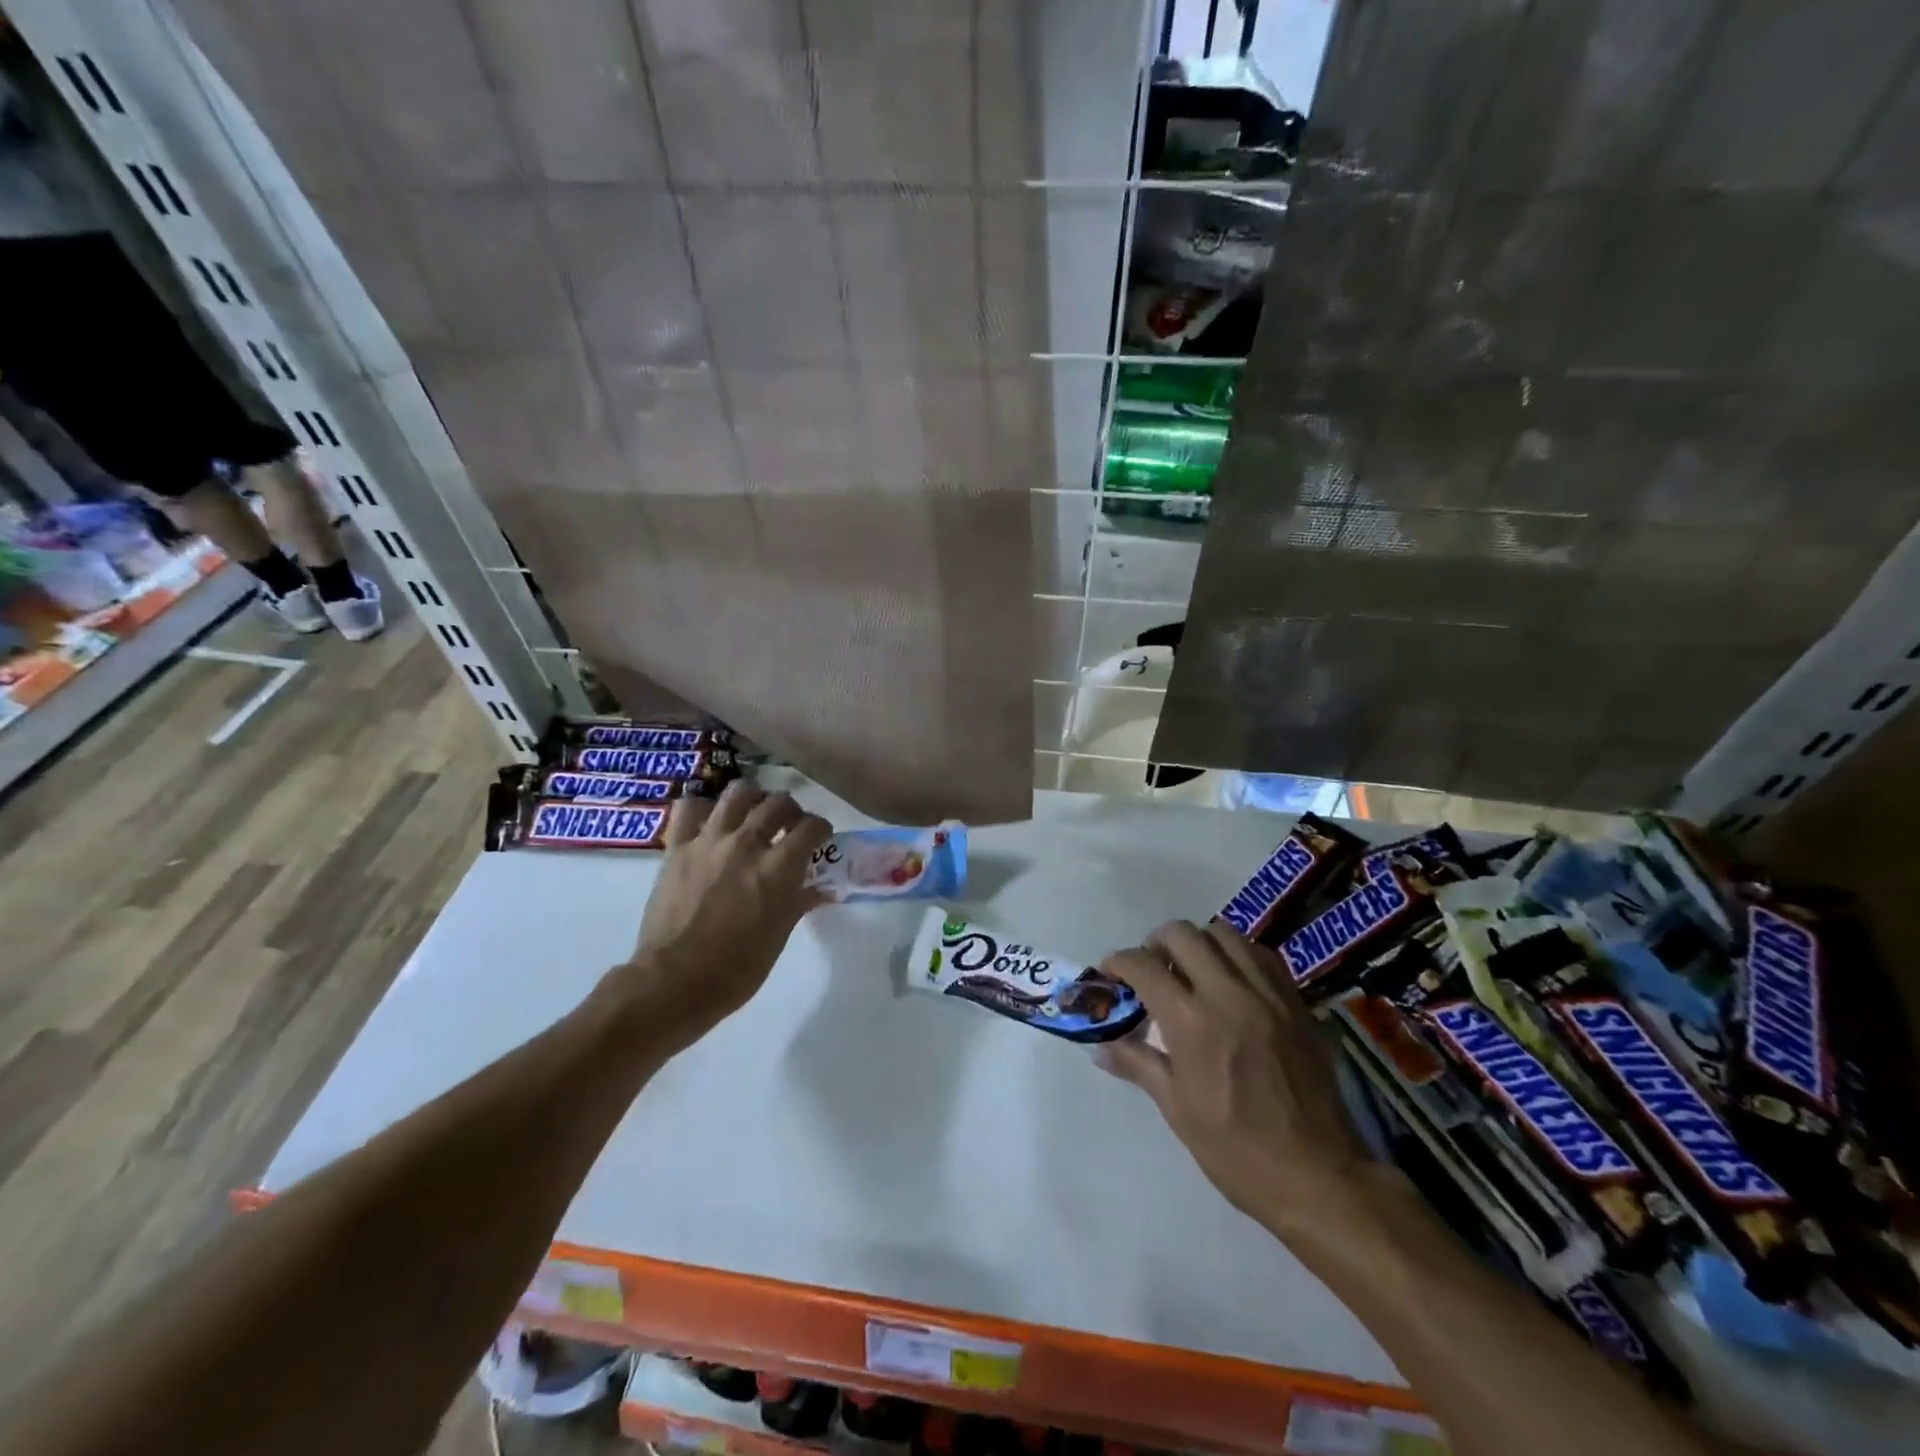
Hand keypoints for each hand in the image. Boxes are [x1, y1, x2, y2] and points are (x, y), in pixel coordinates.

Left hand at [619, 782, 832, 1044]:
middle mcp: (746, 844)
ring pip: (738, 793)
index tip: (820, 838)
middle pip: (778, 803)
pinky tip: (710, 820)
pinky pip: (689, 809)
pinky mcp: (677, 847)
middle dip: (791, 811)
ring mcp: (709, 841)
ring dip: (753, 798)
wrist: (673, 983)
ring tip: (754, 812)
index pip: (811, 827)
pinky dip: (703, 808)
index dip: (821, 829)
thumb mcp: (779, 937)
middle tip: (789, 826)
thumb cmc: (736, 969)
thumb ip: (799, 902)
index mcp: (777, 868)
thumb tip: (819, 889)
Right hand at [1098, 920, 1376, 1242]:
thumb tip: (1100, 1047)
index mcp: (1191, 1022)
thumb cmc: (1237, 1151)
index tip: (1111, 973)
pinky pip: (1261, 954)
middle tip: (1151, 969)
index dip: (1118, 962)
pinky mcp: (1297, 1002)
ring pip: (1224, 934)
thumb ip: (1138, 1064)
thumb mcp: (1177, 1110)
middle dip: (1155, 944)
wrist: (1319, 1177)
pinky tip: (1232, 981)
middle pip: (1182, 934)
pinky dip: (1238, 955)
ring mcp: (1268, 994)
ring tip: (1191, 970)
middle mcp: (1228, 993)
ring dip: (1198, 943)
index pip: (1143, 965)